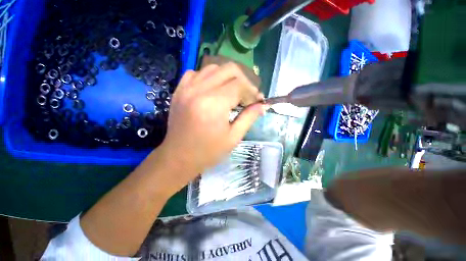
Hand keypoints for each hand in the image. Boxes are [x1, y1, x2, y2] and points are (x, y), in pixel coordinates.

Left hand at [158, 62, 266, 182]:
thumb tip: (262, 105)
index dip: (252, 91)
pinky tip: (213, 89)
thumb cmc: (208, 152)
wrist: (179, 157)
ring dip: (228, 77)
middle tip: (247, 96)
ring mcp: (186, 88)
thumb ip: (249, 117)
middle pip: (229, 69)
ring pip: (214, 67)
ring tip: (232, 92)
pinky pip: (197, 73)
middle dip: (243, 81)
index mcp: (214, 104)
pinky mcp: (179, 90)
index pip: (240, 85)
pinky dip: (209, 77)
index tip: (258, 101)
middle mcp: (199, 90)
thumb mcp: (233, 137)